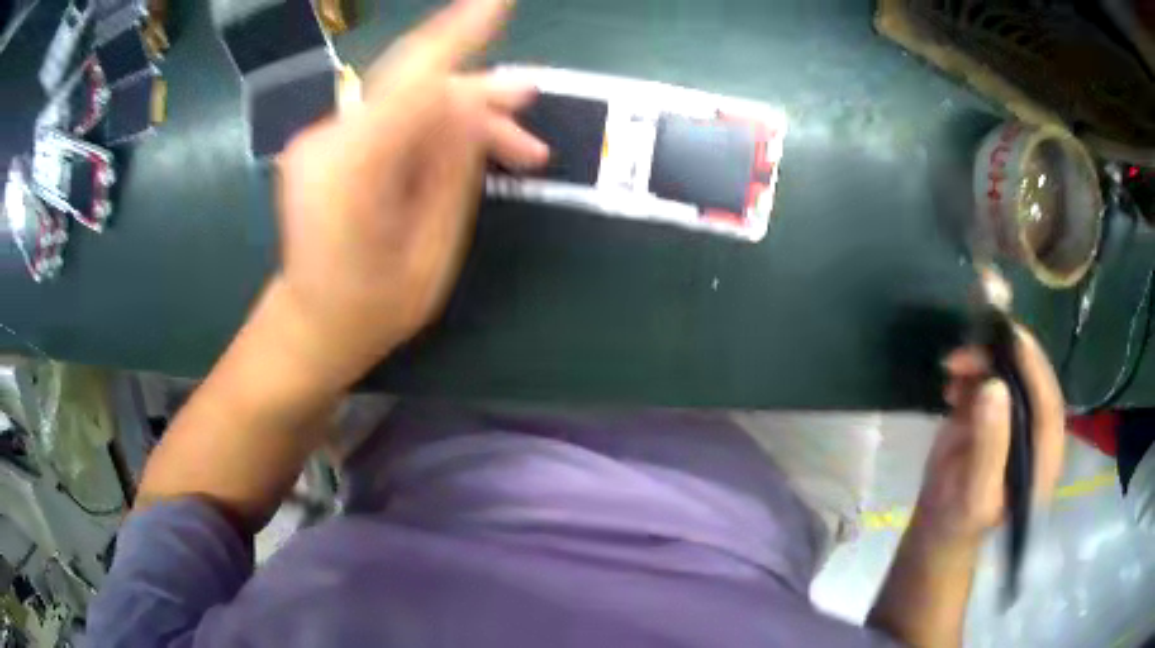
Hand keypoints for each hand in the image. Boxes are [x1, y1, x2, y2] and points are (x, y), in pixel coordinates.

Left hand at [272, 0, 547, 386]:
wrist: (312, 325)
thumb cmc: (372, 308)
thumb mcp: (433, 250)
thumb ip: (453, 171)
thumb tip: (475, 109)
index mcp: (351, 167)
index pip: (411, 79)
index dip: (457, 35)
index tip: (497, 2)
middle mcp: (327, 138)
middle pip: (413, 86)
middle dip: (478, 94)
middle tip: (531, 104)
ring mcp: (321, 138)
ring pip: (406, 100)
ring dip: (461, 115)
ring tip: (518, 150)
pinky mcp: (328, 142)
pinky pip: (390, 117)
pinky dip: (431, 126)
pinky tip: (465, 149)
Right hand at [915, 326, 1065, 542]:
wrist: (938, 528)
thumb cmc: (959, 523)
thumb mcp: (974, 495)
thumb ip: (989, 447)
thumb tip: (994, 387)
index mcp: (1042, 457)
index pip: (1048, 406)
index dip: (1035, 369)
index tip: (1013, 338)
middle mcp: (1034, 431)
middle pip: (1032, 381)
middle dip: (1006, 356)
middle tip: (978, 339)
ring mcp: (1014, 420)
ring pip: (1009, 374)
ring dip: (984, 361)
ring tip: (953, 365)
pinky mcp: (993, 413)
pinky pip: (988, 379)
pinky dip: (970, 372)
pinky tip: (951, 383)